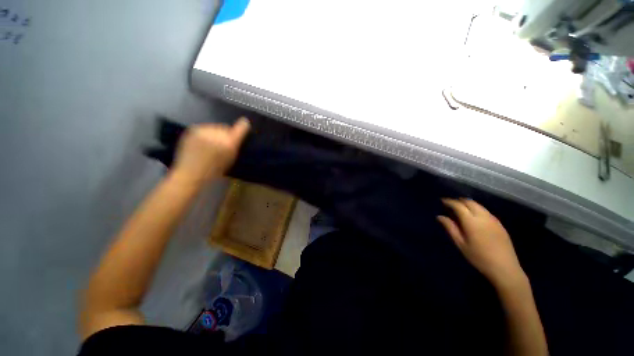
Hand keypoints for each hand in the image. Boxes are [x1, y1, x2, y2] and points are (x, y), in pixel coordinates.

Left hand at [171, 118, 249, 184]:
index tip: (245, 123)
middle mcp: (217, 133)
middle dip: (226, 133)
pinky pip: (204, 128)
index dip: (243, 125)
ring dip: (215, 133)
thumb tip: (237, 136)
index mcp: (229, 142)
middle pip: (225, 127)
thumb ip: (235, 146)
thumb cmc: (214, 170)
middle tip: (222, 143)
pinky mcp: (193, 129)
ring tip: (210, 144)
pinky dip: (205, 133)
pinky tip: (202, 142)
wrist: (190, 173)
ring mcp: (204, 130)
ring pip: (214, 127)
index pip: (240, 128)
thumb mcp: (230, 159)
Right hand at [437, 198, 525, 288]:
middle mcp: (483, 216)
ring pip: (479, 205)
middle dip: (459, 200)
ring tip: (460, 209)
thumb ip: (450, 228)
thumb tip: (439, 216)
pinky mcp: (499, 224)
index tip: (442, 201)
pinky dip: (476, 209)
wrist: (505, 268)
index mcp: (471, 221)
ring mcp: (493, 219)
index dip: (449, 202)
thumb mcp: (460, 244)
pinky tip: (473, 216)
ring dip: (468, 204)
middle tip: (450, 204)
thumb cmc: (478, 257)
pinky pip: (485, 211)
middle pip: (470, 202)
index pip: (458, 205)